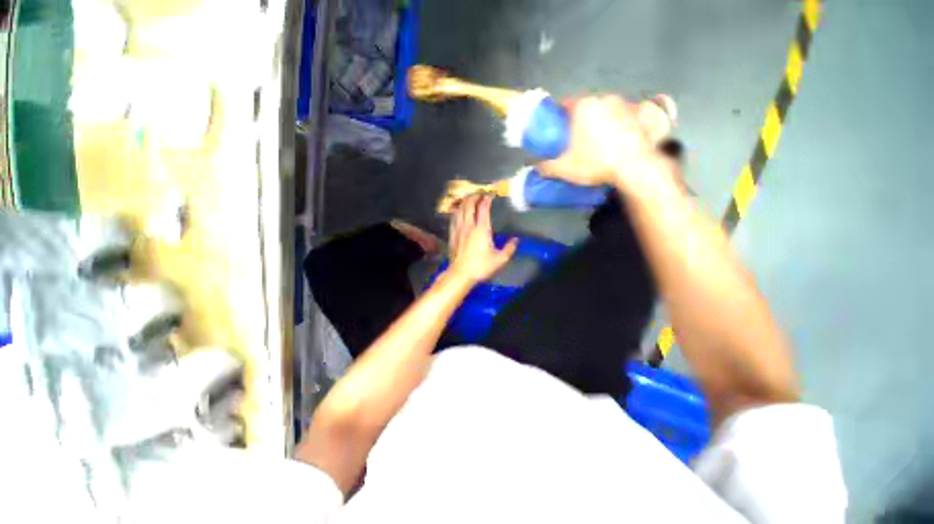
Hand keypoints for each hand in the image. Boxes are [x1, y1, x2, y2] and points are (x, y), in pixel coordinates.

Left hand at [447, 194, 517, 284]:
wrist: (460, 274)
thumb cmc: (481, 267)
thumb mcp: (500, 260)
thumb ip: (509, 248)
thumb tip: (516, 240)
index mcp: (482, 229)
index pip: (483, 208)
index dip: (487, 199)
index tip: (490, 195)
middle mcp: (469, 226)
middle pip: (469, 204)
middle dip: (474, 196)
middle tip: (479, 194)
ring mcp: (458, 229)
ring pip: (460, 209)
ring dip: (465, 201)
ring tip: (469, 198)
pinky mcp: (452, 234)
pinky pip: (453, 218)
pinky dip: (457, 211)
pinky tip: (458, 211)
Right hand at [538, 95, 669, 187]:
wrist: (634, 166)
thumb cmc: (595, 162)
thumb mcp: (565, 169)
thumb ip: (548, 167)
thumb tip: (537, 168)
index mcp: (583, 106)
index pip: (565, 104)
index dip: (559, 117)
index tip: (557, 130)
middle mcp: (603, 98)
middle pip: (585, 107)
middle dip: (579, 120)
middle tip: (575, 139)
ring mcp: (624, 104)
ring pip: (604, 111)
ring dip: (598, 122)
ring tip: (596, 142)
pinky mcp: (639, 114)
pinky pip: (621, 117)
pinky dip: (615, 126)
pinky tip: (614, 142)